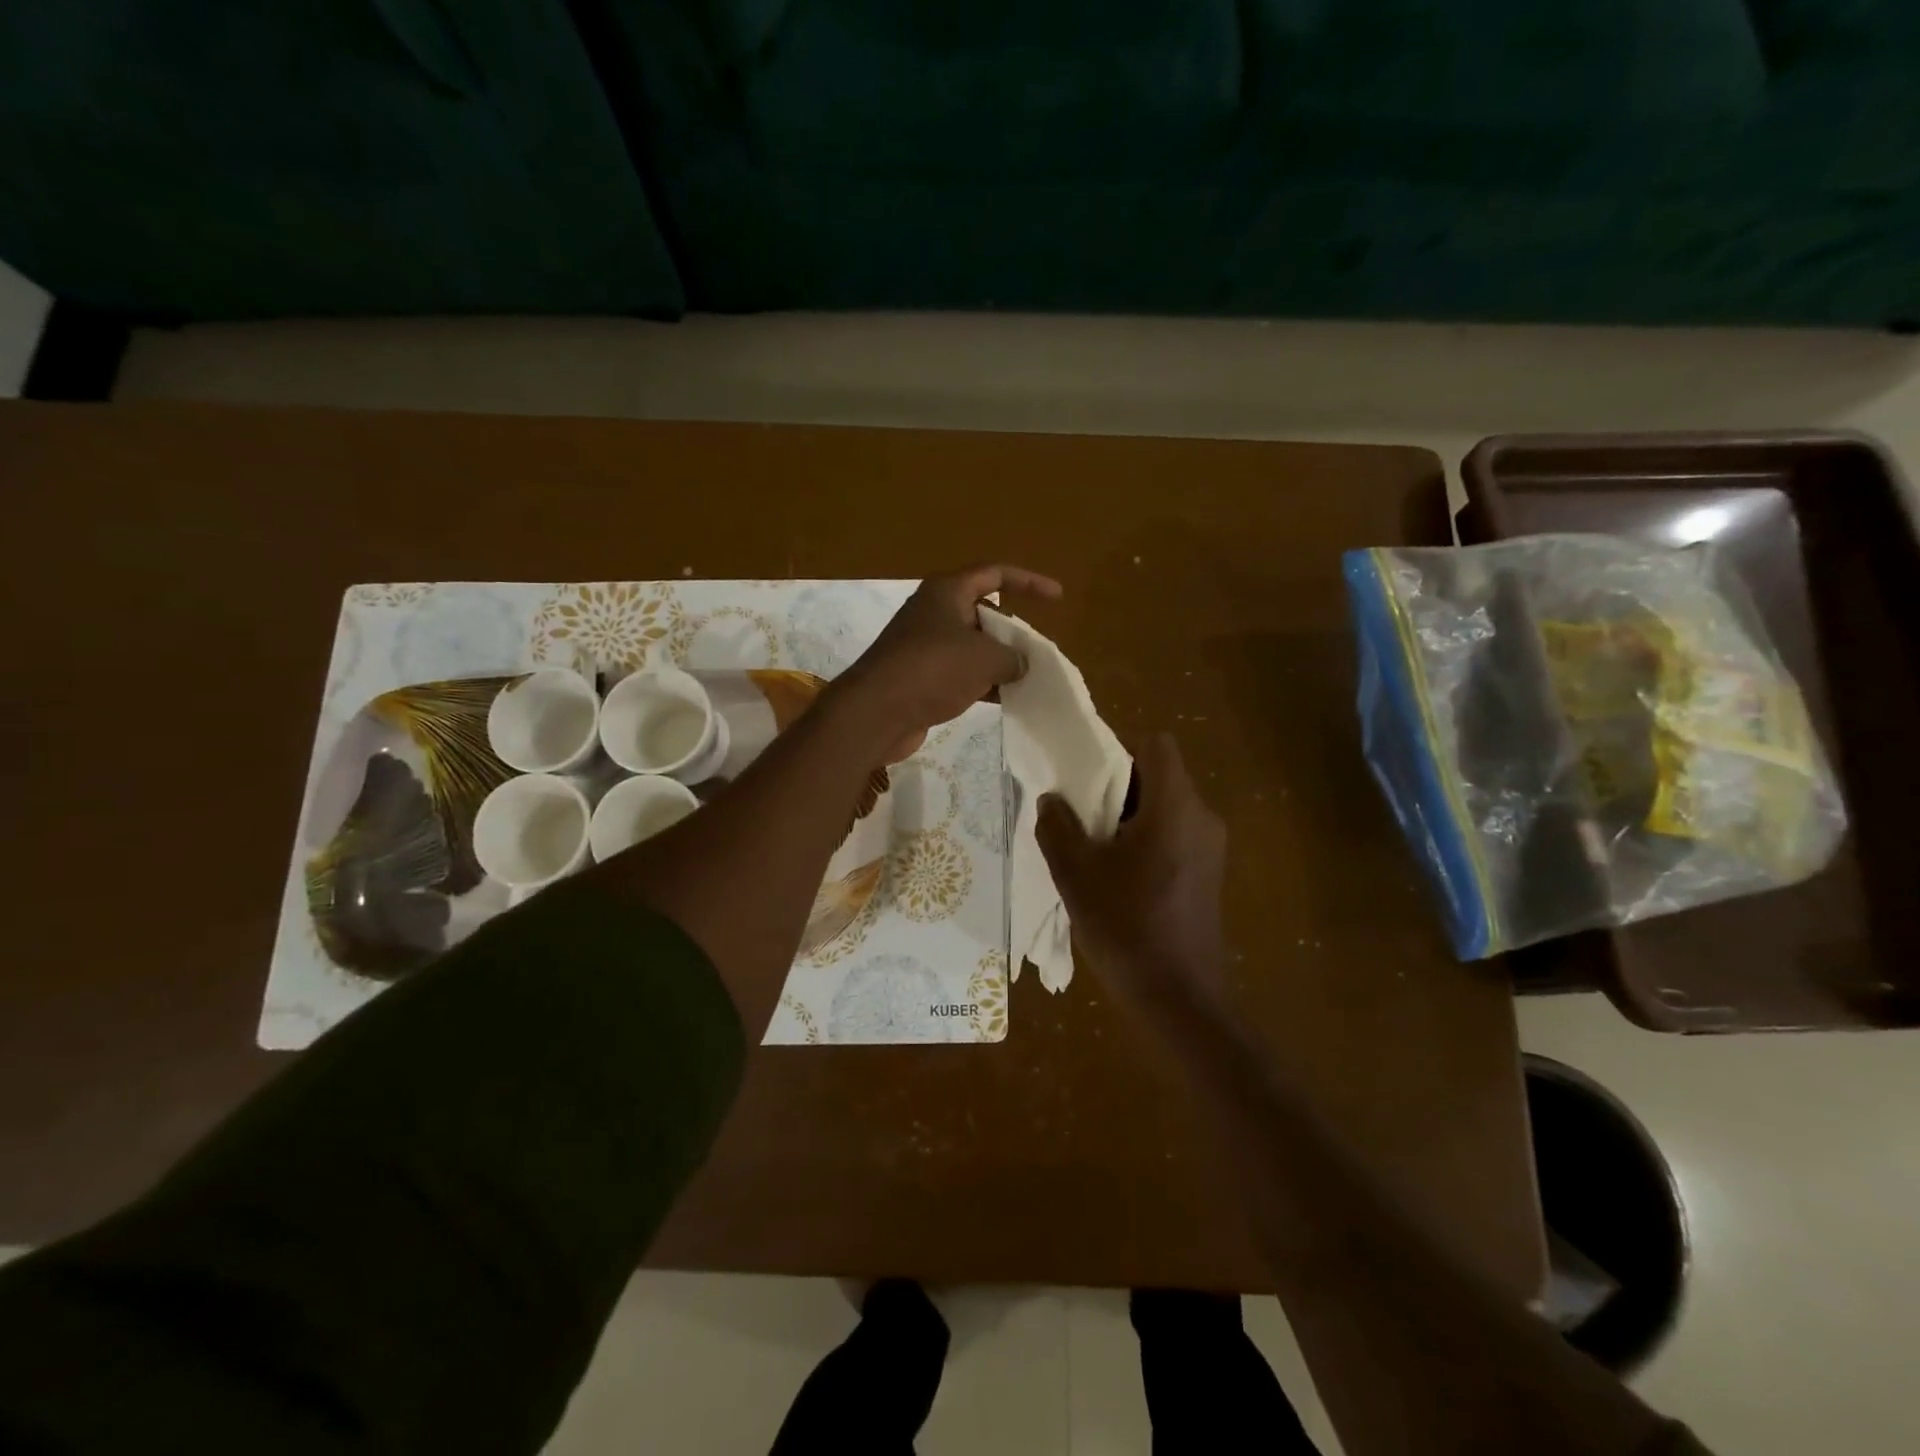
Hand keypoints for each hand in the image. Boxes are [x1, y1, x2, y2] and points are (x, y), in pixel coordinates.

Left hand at [833, 565, 1062, 760]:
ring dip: (998, 661)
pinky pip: (959, 673)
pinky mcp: (919, 677)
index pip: (995, 574)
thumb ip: (1013, 657)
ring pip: (972, 646)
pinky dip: (982, 682)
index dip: (1028, 582)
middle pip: (983, 612)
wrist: (877, 712)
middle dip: (1012, 630)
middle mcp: (934, 613)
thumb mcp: (985, 658)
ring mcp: (924, 646)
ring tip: (1027, 678)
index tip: (1057, 597)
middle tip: (1037, 651)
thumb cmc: (933, 669)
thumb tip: (1020, 665)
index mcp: (947, 592)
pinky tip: (1004, 700)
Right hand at [1036, 733, 1228, 1015]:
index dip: (1118, 749)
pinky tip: (1114, 876)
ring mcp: (1209, 849)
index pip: (1156, 745)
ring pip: (1164, 808)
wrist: (1180, 999)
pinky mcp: (1207, 875)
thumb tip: (1052, 800)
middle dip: (1115, 787)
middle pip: (1158, 776)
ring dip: (1126, 817)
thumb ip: (1057, 827)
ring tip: (1089, 846)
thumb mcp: (1075, 874)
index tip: (1085, 775)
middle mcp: (1201, 818)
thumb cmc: (1127, 927)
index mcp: (1175, 806)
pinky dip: (1143, 840)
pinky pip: (1172, 836)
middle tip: (1076, 812)